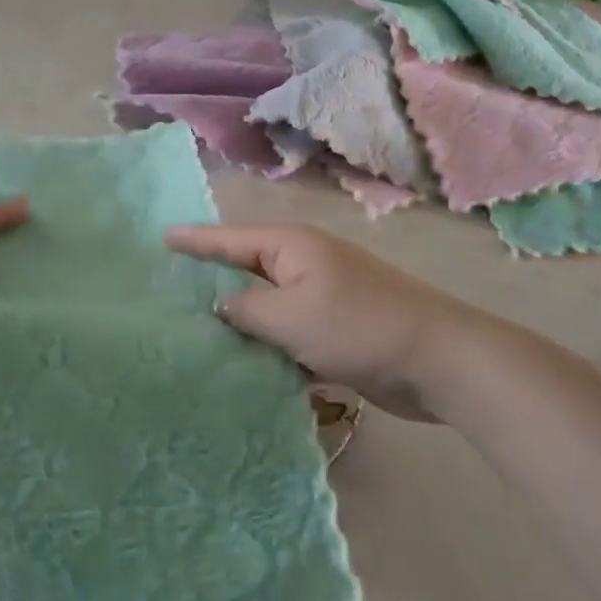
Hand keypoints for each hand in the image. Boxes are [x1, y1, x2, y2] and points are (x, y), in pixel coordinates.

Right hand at [166, 224, 469, 420]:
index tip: (162, 238)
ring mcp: (324, 295)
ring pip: (268, 303)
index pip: (231, 239)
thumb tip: (222, 305)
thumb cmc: (358, 326)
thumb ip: (246, 310)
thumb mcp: (291, 317)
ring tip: (196, 329)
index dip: (196, 240)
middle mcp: (305, 264)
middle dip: (213, 277)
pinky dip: (269, 343)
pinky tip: (245, 363)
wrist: (438, 359)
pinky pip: (289, 330)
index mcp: (292, 247)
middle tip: (170, 288)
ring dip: (241, 318)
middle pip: (248, 267)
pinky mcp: (337, 328)